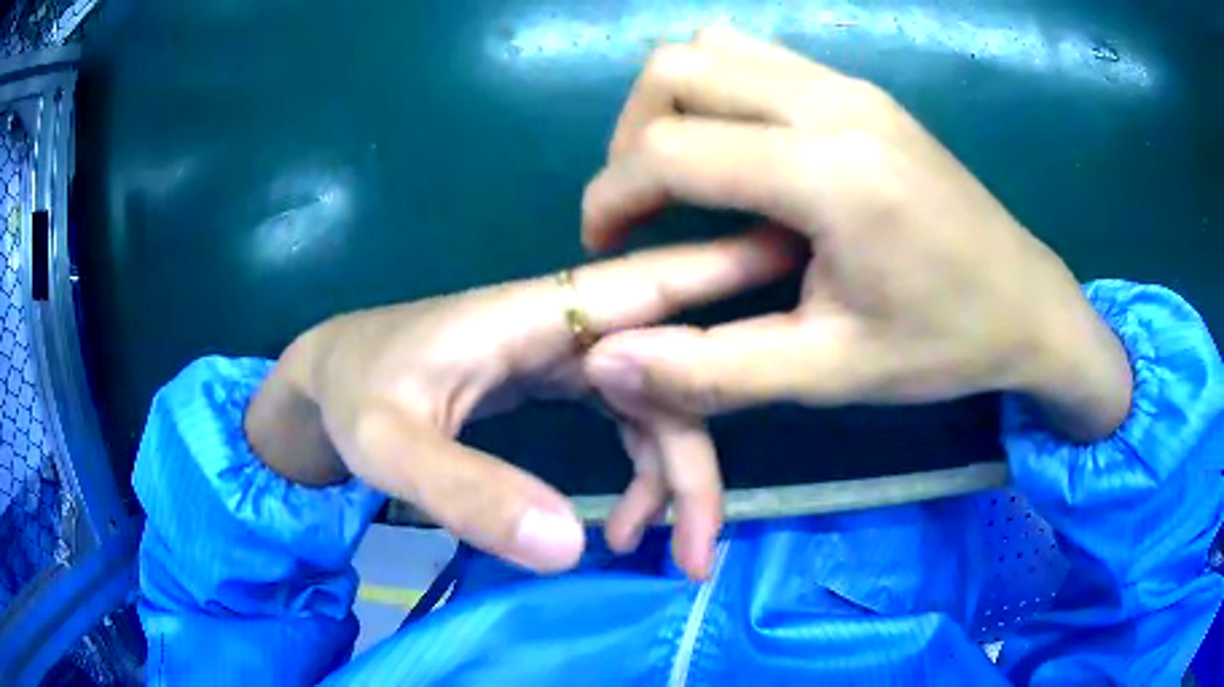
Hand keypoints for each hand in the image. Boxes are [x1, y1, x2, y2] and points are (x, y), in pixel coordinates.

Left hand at [245, 233, 794, 577]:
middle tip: (702, 553)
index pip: (649, 287)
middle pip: (669, 379)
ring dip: (673, 484)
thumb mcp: (389, 446)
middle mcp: (565, 329)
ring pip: (655, 410)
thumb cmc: (352, 395)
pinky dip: (639, 479)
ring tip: (662, 557)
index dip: (727, 273)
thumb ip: (466, 489)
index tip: (801, 271)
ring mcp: (562, 357)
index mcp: (534, 314)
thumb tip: (572, 547)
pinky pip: (625, 425)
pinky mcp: (552, 383)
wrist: (325, 385)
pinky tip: (618, 530)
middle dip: (700, 464)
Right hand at [581, 29, 1132, 560]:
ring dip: (670, 103)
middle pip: (675, 70)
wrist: (1028, 304)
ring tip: (678, 173)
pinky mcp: (862, 89)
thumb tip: (608, 362)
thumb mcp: (830, 374)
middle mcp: (834, 104)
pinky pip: (756, 56)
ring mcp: (851, 85)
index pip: (670, 148)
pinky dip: (716, 91)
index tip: (602, 242)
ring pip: (712, 50)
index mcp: (831, 174)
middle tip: (639, 204)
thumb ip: (714, 370)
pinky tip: (737, 150)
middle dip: (629, 134)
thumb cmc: (943, 345)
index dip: (612, 194)